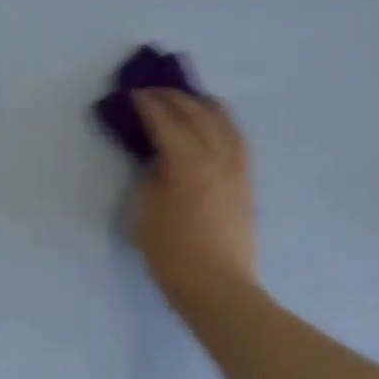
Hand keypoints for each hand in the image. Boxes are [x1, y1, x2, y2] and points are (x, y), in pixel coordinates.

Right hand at [131, 89, 258, 306]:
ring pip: (223, 119)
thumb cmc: (172, 253)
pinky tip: (210, 123)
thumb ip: (152, 175)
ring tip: (183, 98)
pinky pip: (235, 136)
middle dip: (172, 96)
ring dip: (200, 103)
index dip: (147, 104)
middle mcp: (217, 155)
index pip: (165, 120)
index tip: (132, 93)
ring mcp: (237, 166)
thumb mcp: (146, 211)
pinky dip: (220, 120)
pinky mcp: (246, 179)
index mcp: (188, 162)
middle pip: (196, 112)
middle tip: (150, 91)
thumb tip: (158, 156)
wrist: (218, 287)